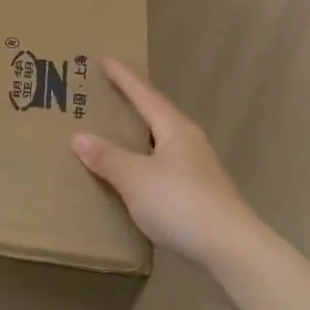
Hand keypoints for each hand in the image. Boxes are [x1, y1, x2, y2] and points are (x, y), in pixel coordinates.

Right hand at [70, 58, 262, 265]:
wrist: (231, 250)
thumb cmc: (180, 203)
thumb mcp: (135, 178)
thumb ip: (106, 157)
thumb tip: (78, 136)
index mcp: (175, 128)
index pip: (144, 94)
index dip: (123, 76)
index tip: (103, 59)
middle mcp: (189, 142)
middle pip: (155, 114)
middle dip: (130, 104)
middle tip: (103, 95)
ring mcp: (197, 168)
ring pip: (159, 142)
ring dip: (136, 136)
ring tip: (111, 134)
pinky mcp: (198, 194)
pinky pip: (162, 166)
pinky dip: (142, 162)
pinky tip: (131, 175)